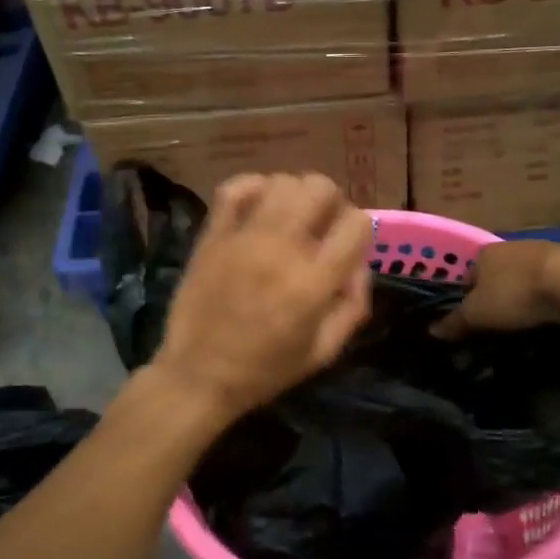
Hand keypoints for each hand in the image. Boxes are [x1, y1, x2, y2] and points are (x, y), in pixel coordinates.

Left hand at [149, 173, 374, 420]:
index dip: (360, 229)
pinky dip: (253, 187)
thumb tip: (359, 264)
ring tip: (290, 218)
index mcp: (314, 282)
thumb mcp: (325, 351)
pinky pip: (234, 189)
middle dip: (331, 202)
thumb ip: (353, 305)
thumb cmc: (266, 370)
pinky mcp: (213, 236)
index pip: (357, 223)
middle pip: (320, 188)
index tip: (349, 245)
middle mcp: (282, 250)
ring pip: (282, 182)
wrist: (199, 376)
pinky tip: (260, 206)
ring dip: (295, 195)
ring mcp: (244, 238)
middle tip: (322, 226)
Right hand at [431, 240, 559, 339]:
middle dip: (499, 295)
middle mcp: (513, 246)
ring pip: (528, 277)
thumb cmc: (515, 294)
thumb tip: (432, 331)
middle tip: (501, 322)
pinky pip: (554, 283)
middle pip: (499, 273)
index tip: (474, 318)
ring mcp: (545, 251)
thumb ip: (455, 322)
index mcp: (486, 252)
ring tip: (529, 321)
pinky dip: (552, 297)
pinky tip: (555, 315)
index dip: (469, 295)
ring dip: (527, 295)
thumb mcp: (477, 314)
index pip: (470, 274)